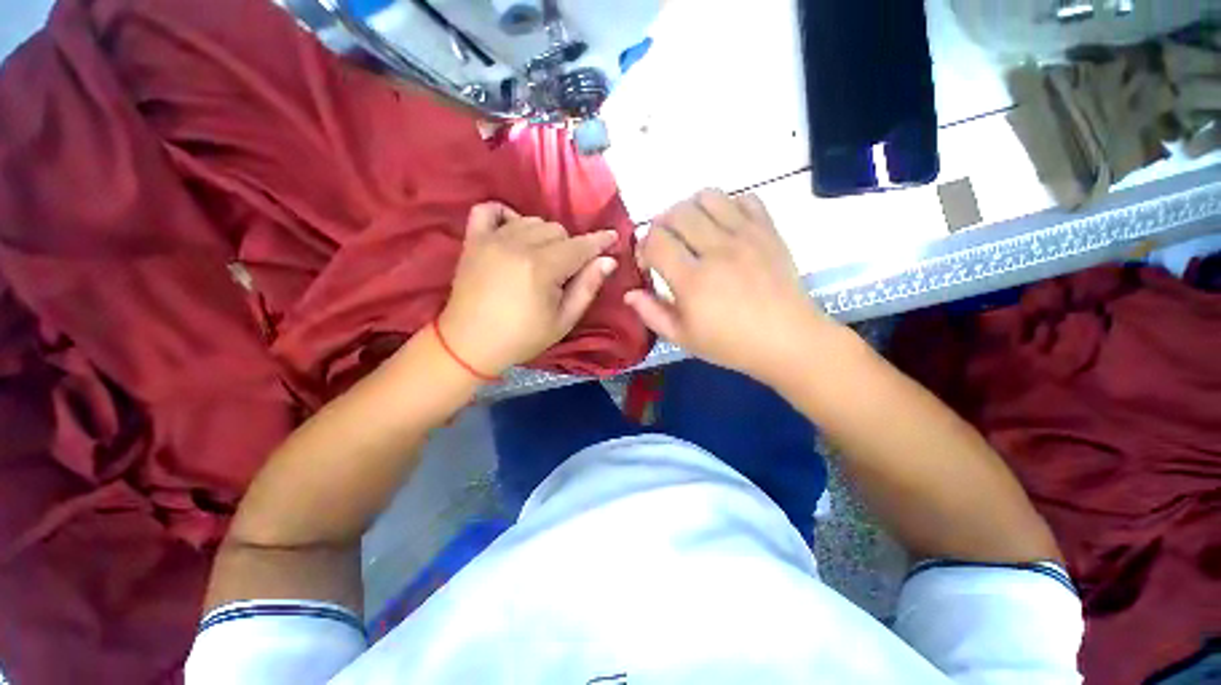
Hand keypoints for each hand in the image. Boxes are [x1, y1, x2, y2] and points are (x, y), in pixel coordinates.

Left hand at [438, 202, 618, 376]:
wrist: (469, 344)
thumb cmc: (522, 338)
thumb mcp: (563, 320)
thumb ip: (587, 287)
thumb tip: (607, 260)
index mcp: (542, 268)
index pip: (579, 246)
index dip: (599, 242)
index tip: (612, 237)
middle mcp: (518, 246)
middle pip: (557, 230)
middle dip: (569, 247)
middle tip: (566, 271)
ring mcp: (492, 239)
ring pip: (531, 220)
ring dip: (544, 236)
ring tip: (541, 259)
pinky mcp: (473, 240)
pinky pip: (489, 209)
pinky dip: (506, 215)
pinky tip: (514, 231)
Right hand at [624, 189, 830, 384]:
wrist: (788, 340)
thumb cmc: (731, 344)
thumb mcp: (683, 338)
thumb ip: (652, 313)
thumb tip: (629, 292)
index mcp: (693, 280)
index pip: (655, 240)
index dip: (643, 247)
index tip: (649, 263)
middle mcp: (717, 250)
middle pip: (677, 212)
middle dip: (662, 225)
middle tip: (667, 245)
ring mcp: (746, 236)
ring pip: (708, 197)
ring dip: (691, 209)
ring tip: (693, 230)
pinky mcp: (768, 230)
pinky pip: (744, 198)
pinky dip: (728, 206)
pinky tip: (724, 227)